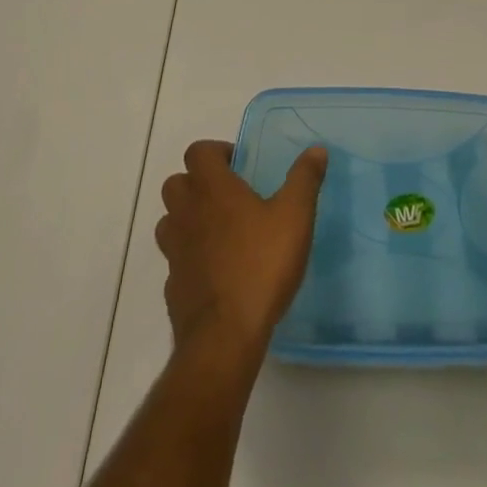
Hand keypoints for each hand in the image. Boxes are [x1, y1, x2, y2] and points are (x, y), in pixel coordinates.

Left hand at [156, 140, 327, 359]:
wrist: (225, 337)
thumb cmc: (261, 265)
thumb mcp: (294, 216)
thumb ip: (304, 179)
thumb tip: (316, 149)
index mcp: (212, 189)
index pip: (198, 152)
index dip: (216, 152)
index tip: (239, 165)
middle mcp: (187, 213)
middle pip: (177, 183)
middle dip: (197, 183)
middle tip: (228, 195)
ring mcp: (175, 251)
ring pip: (170, 221)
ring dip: (188, 218)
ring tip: (220, 230)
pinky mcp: (172, 286)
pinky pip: (176, 259)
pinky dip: (190, 257)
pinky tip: (216, 271)